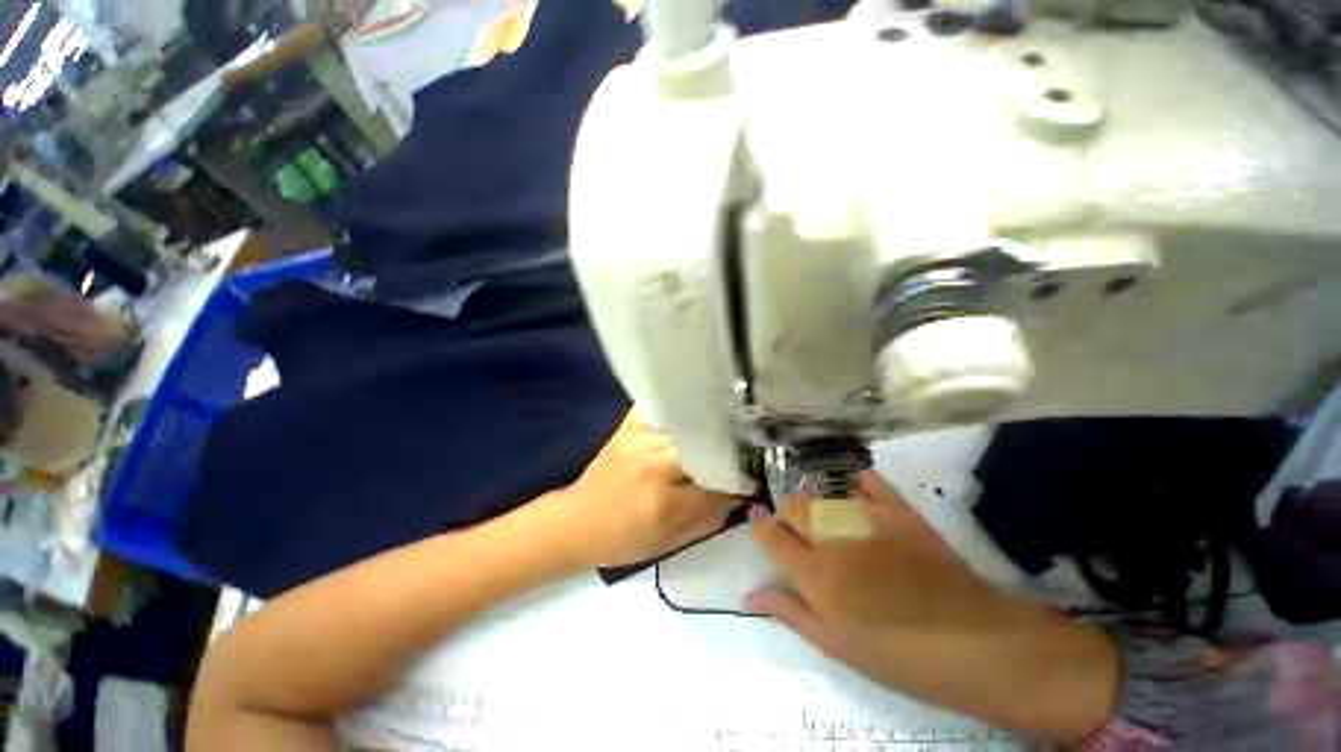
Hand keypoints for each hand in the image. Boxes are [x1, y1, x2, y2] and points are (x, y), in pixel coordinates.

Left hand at [540, 410, 741, 568]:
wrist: (576, 522)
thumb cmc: (621, 541)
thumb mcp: (668, 544)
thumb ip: (708, 520)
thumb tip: (739, 495)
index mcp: (663, 502)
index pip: (716, 485)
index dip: (738, 482)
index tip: (753, 478)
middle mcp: (653, 464)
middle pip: (705, 449)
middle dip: (727, 453)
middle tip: (742, 453)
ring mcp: (638, 440)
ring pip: (687, 427)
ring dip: (706, 431)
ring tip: (722, 433)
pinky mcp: (627, 428)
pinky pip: (660, 411)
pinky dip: (677, 411)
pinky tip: (689, 416)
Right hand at [747, 472, 1007, 642]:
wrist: (974, 643)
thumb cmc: (898, 656)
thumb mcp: (837, 645)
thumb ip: (790, 612)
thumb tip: (751, 593)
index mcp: (816, 574)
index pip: (772, 536)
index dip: (759, 524)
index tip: (755, 516)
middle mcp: (834, 538)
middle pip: (794, 507)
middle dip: (785, 513)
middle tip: (792, 529)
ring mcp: (867, 520)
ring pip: (823, 494)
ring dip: (812, 501)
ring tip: (819, 515)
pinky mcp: (899, 511)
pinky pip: (867, 482)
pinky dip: (854, 483)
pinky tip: (851, 490)